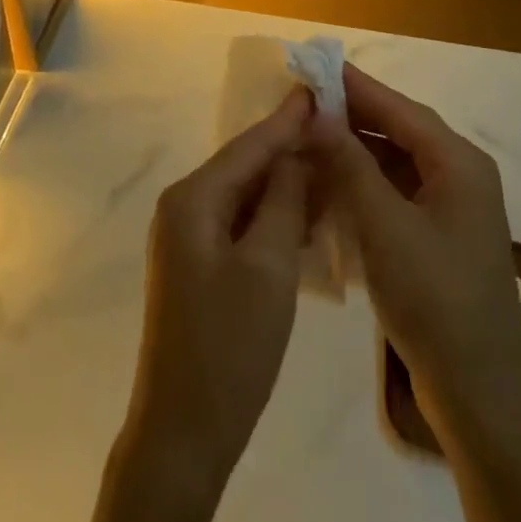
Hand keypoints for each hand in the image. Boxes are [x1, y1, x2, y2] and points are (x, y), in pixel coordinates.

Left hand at [119, 87, 312, 505]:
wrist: (184, 431)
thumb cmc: (229, 347)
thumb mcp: (268, 266)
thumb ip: (283, 201)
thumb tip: (295, 155)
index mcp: (193, 199)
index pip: (249, 145)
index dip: (287, 119)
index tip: (320, 90)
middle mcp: (184, 208)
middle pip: (245, 165)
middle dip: (290, 148)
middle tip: (337, 127)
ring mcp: (189, 238)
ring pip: (246, 195)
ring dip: (286, 183)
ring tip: (333, 163)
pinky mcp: (200, 265)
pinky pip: (242, 223)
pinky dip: (274, 215)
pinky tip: (309, 213)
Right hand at [309, 65, 520, 428]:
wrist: (479, 392)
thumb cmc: (435, 300)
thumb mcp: (384, 227)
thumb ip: (350, 165)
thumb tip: (317, 114)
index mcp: (459, 164)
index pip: (400, 109)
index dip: (356, 87)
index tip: (314, 67)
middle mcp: (460, 176)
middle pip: (400, 131)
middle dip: (352, 117)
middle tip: (302, 104)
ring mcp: (451, 209)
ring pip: (396, 163)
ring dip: (355, 151)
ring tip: (308, 139)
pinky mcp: (439, 236)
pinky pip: (397, 193)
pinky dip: (364, 184)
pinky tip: (331, 185)